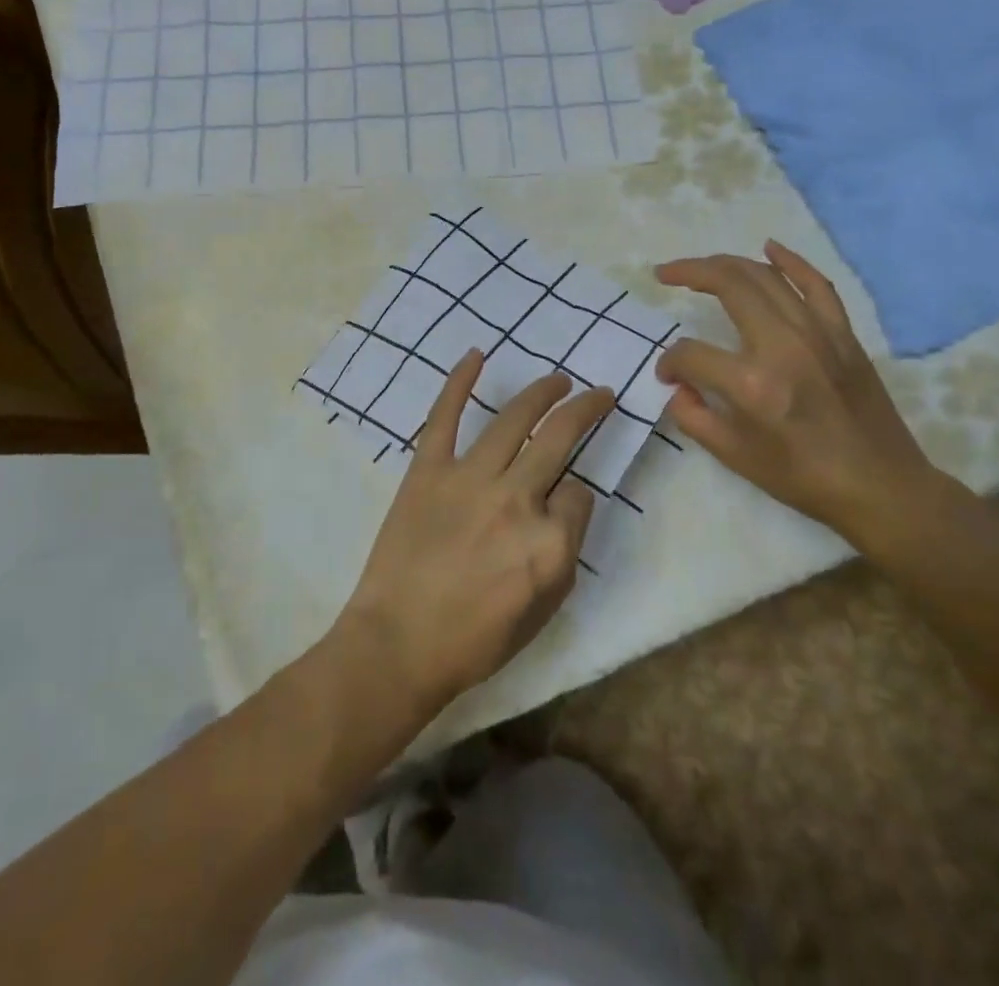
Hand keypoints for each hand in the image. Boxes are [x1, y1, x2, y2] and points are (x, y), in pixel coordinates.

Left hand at [334, 352, 614, 715]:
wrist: (398, 643)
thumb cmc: (474, 640)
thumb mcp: (544, 610)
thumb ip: (565, 550)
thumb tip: (567, 500)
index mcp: (549, 542)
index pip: (579, 494)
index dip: (577, 495)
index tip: (564, 501)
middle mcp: (516, 499)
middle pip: (560, 438)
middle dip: (586, 410)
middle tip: (600, 394)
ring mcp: (469, 478)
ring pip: (514, 419)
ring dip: (542, 392)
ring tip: (558, 379)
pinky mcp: (428, 469)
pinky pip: (445, 417)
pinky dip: (459, 382)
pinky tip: (476, 355)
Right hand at [655, 242, 937, 541]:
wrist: (882, 487)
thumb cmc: (803, 478)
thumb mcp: (734, 457)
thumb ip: (692, 416)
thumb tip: (678, 385)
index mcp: (752, 383)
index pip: (691, 353)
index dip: (670, 362)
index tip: (668, 376)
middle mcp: (783, 345)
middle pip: (728, 285)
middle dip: (689, 273)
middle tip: (665, 274)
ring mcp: (818, 333)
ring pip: (765, 276)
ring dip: (726, 263)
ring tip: (699, 267)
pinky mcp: (842, 334)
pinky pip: (815, 284)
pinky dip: (790, 261)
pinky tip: (768, 248)